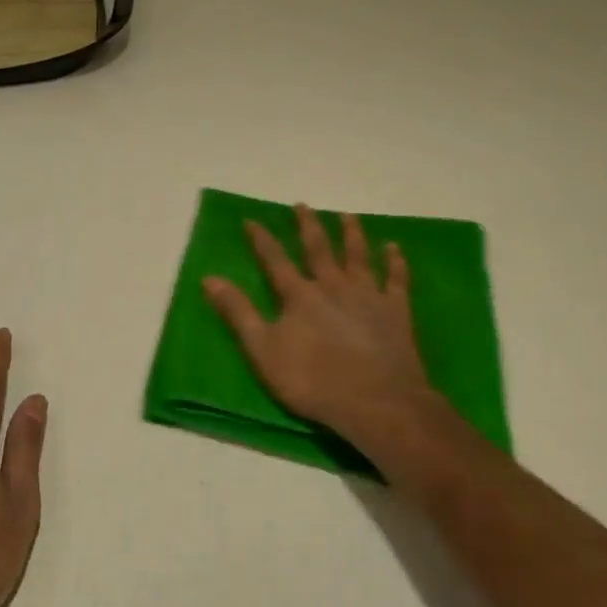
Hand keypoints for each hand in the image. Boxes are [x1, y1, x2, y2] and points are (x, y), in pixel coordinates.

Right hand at [202, 205, 440, 454]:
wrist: (377, 401)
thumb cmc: (313, 380)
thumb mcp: (263, 351)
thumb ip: (237, 313)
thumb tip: (209, 278)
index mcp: (299, 295)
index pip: (275, 260)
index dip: (261, 240)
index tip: (251, 220)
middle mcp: (333, 285)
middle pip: (319, 249)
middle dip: (308, 226)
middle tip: (302, 205)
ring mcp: (368, 295)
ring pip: (358, 256)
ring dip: (352, 234)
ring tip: (347, 216)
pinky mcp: (396, 310)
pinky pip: (396, 279)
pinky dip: (395, 261)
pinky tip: (394, 248)